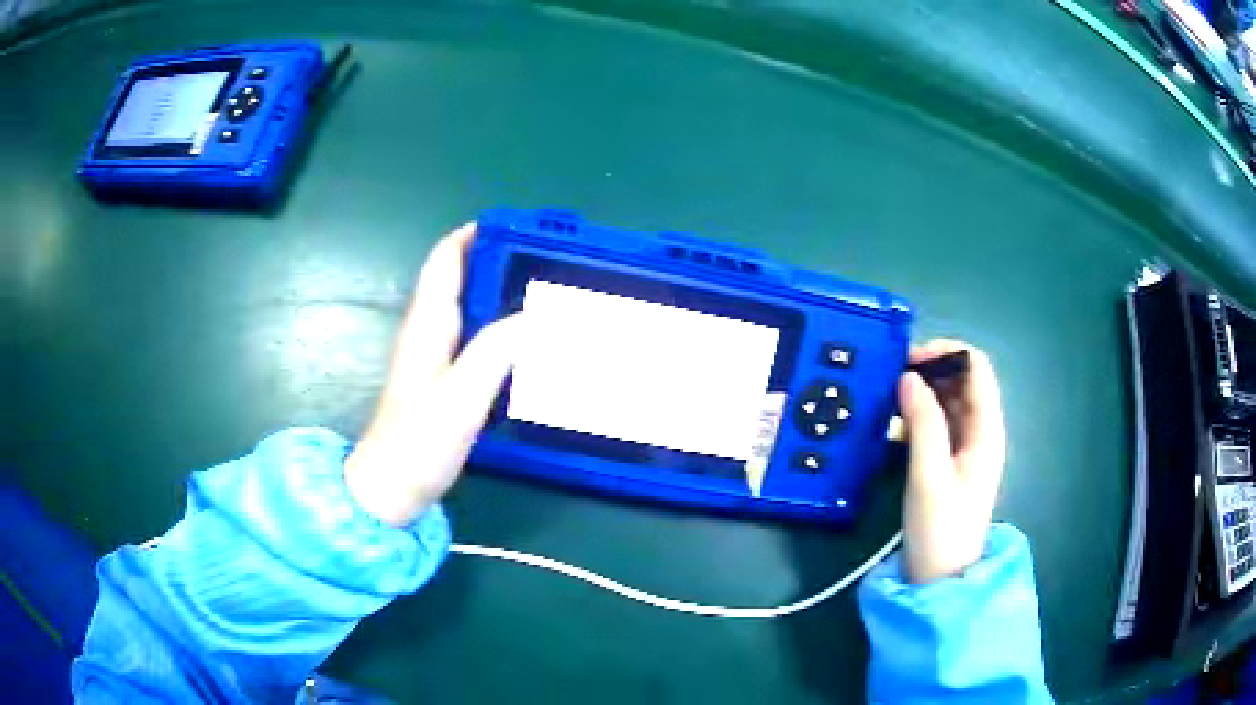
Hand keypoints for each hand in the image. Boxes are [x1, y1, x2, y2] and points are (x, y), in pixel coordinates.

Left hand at [344, 224, 523, 526]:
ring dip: (499, 290)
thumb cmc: (420, 442)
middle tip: (547, 259)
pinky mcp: (441, 378)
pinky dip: (499, 324)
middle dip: (497, 259)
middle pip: (459, 277)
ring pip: (468, 305)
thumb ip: (496, 351)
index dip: (474, 234)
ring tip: (545, 291)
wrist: (392, 487)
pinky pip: (474, 334)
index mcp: (428, 323)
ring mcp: (433, 354)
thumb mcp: (462, 397)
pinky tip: (526, 339)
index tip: (517, 226)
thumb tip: (534, 315)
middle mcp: (428, 330)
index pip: (445, 259)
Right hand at [897, 340, 1006, 583]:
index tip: (908, 360)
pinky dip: (918, 412)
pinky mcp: (950, 460)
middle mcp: (980, 430)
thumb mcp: (929, 475)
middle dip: (931, 369)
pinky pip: (938, 421)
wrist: (940, 577)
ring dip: (923, 390)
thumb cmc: (939, 528)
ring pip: (948, 399)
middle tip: (891, 377)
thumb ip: (923, 423)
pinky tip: (895, 422)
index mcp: (986, 429)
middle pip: (962, 379)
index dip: (946, 352)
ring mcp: (966, 445)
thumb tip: (908, 376)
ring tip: (889, 397)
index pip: (976, 367)